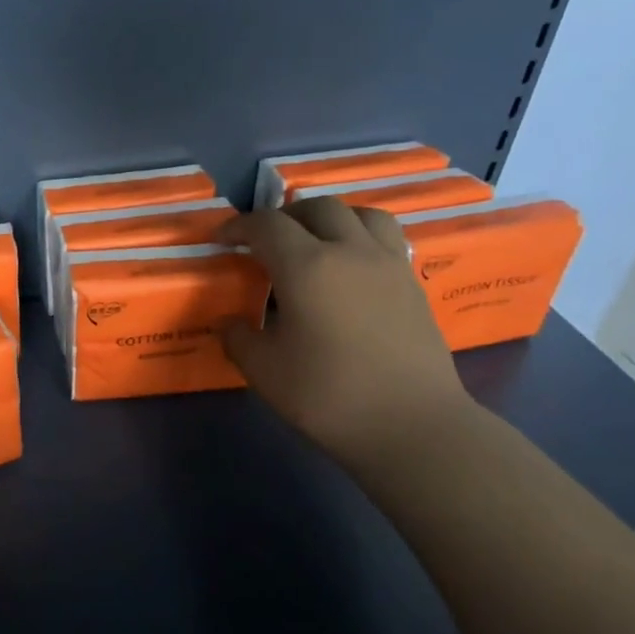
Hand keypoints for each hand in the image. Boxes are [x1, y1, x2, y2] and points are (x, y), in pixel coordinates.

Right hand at [219, 199, 474, 465]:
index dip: (238, 226)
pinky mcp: (412, 283)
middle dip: (284, 217)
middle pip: (316, 208)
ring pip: (360, 214)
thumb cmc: (328, 396)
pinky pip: (384, 238)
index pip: (267, 225)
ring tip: (314, 242)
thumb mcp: (263, 371)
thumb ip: (239, 338)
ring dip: (329, 218)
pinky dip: (359, 237)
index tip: (221, 240)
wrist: (411, 425)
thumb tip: (231, 322)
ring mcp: (388, 264)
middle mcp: (350, 251)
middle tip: (265, 242)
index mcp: (307, 267)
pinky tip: (349, 269)